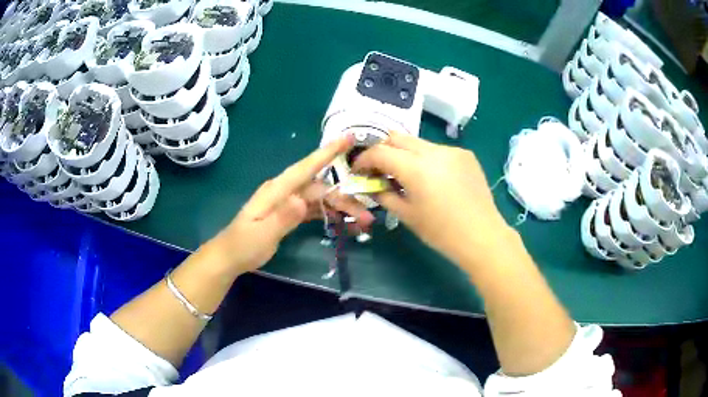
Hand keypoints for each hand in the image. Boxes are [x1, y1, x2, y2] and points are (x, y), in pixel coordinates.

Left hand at [215, 136, 373, 274]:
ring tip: (361, 221)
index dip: (328, 152)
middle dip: (344, 198)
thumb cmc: (243, 245)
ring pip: (319, 198)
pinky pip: (313, 209)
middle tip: (367, 216)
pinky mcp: (288, 213)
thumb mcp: (262, 234)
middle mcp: (284, 191)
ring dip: (339, 207)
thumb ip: (283, 217)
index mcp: (277, 190)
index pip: (306, 167)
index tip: (348, 138)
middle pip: (320, 188)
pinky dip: (328, 213)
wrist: (230, 256)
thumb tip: (303, 200)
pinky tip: (343, 221)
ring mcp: (287, 202)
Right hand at [353, 132, 513, 265]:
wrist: (482, 235)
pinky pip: (438, 150)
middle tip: (380, 168)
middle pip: (398, 137)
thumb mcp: (407, 215)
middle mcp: (433, 151)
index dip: (364, 159)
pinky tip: (433, 178)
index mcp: (415, 168)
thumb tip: (372, 185)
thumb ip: (385, 194)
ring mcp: (451, 150)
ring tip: (407, 174)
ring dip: (405, 154)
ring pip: (418, 143)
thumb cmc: (441, 232)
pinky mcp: (465, 154)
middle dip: (383, 150)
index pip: (380, 152)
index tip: (359, 170)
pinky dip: (427, 159)